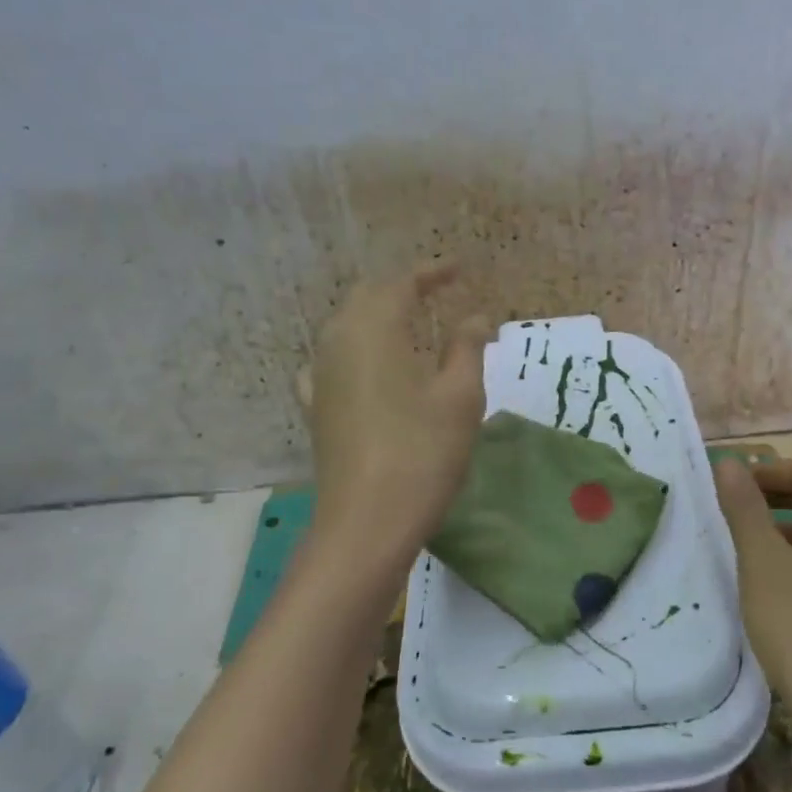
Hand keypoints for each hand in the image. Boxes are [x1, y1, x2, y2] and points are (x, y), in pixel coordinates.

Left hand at [305, 263, 489, 549]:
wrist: (366, 522)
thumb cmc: (423, 453)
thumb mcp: (460, 396)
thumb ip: (467, 346)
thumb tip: (475, 316)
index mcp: (374, 329)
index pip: (401, 283)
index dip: (432, 272)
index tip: (461, 269)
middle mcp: (338, 341)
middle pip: (368, 298)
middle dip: (403, 289)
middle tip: (438, 292)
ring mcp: (320, 375)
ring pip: (346, 326)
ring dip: (378, 316)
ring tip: (409, 324)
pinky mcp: (316, 407)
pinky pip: (332, 360)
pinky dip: (355, 349)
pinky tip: (364, 365)